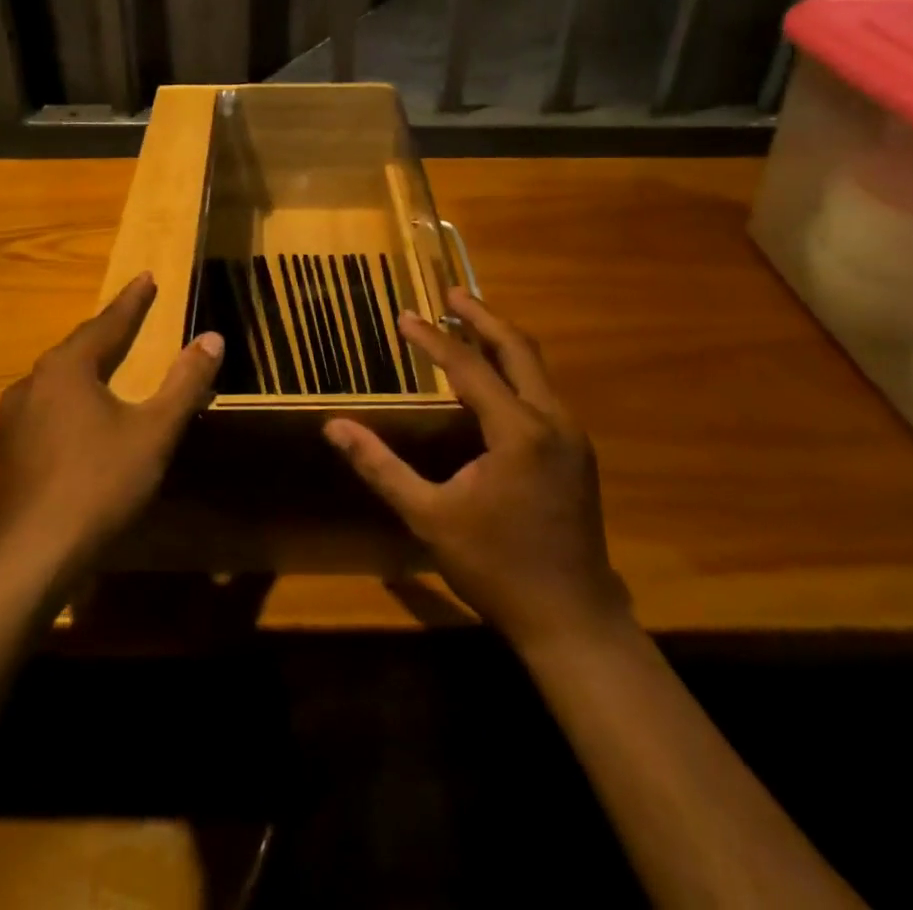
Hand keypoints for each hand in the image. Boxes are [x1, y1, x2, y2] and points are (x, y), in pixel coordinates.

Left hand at [0, 273, 223, 577]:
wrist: (34, 554)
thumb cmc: (101, 483)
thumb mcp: (155, 431)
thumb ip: (185, 382)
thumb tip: (212, 337)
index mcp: (67, 368)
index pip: (107, 323)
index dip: (132, 301)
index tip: (146, 277)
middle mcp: (34, 382)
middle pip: (78, 347)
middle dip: (107, 330)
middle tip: (131, 315)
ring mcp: (15, 418)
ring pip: (57, 378)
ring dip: (85, 364)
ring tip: (106, 360)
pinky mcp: (9, 450)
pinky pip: (46, 406)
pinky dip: (70, 397)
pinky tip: (79, 414)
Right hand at [324, 290, 630, 654]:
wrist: (574, 620)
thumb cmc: (497, 567)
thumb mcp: (430, 517)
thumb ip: (381, 467)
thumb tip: (335, 428)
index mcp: (517, 431)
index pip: (468, 367)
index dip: (432, 339)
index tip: (403, 316)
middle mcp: (552, 420)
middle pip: (518, 348)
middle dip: (482, 316)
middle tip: (450, 292)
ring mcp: (571, 435)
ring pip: (536, 367)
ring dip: (500, 340)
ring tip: (467, 322)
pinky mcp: (577, 452)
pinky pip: (543, 391)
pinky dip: (514, 369)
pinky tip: (493, 377)